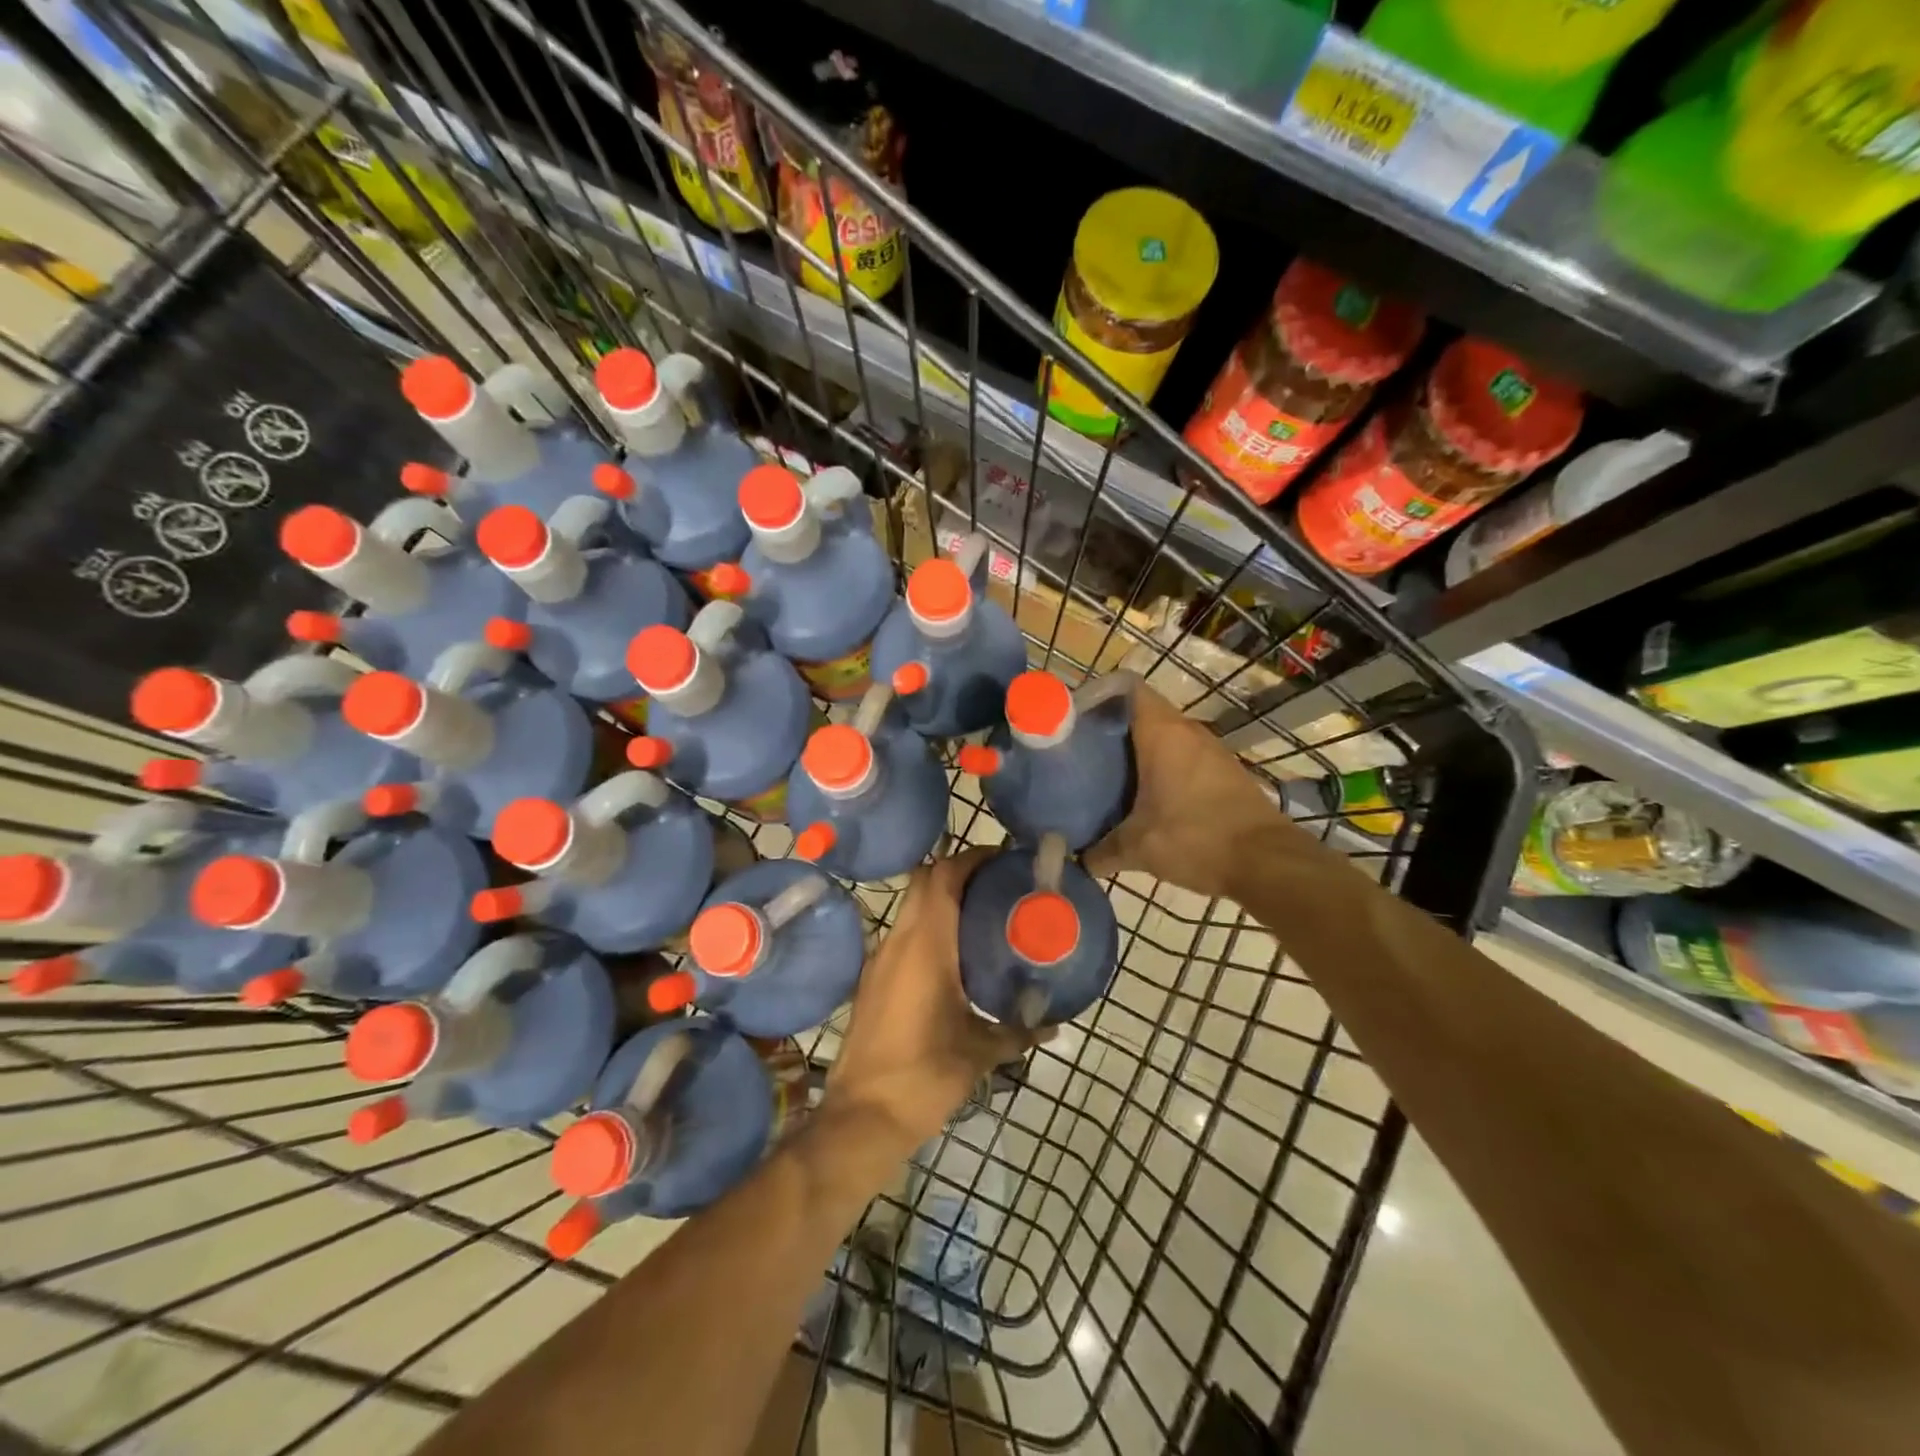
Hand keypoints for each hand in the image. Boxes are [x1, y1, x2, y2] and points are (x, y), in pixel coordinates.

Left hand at [823, 850, 1043, 1154]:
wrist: (862, 1116)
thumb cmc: (924, 1076)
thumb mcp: (979, 1053)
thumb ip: (1018, 1032)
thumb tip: (1053, 1026)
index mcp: (926, 945)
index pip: (943, 877)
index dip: (972, 859)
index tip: (1003, 859)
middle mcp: (899, 940)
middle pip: (924, 880)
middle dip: (957, 871)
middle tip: (995, 882)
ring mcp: (880, 958)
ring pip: (910, 905)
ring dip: (941, 897)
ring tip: (980, 912)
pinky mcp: (873, 978)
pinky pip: (903, 932)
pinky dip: (928, 924)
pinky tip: (952, 953)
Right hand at [1085, 683, 1291, 900]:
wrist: (1266, 861)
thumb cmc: (1195, 838)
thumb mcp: (1138, 848)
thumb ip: (1101, 850)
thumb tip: (1079, 859)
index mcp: (1162, 733)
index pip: (1128, 689)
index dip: (1100, 697)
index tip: (1075, 720)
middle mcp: (1187, 731)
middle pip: (1142, 714)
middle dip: (1112, 730)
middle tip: (1082, 754)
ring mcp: (1210, 749)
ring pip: (1164, 736)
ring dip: (1139, 751)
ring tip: (1108, 776)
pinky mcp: (1224, 771)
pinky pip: (1183, 757)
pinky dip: (1163, 768)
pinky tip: (1146, 797)